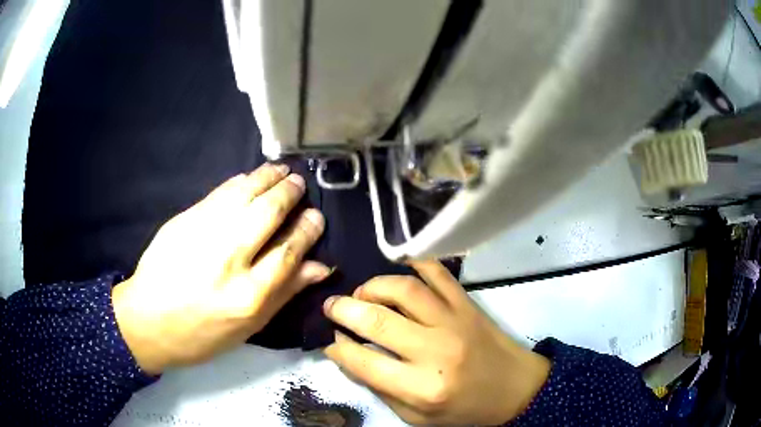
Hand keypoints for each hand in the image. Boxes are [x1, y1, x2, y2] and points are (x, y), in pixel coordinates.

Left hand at [112, 163, 329, 374]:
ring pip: (243, 195)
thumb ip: (285, 293)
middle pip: (267, 214)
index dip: (307, 229)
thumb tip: (321, 266)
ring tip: (281, 170)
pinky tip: (249, 177)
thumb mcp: (249, 327)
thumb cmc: (203, 334)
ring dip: (267, 178)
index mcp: (248, 296)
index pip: (288, 251)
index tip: (316, 216)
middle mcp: (228, 260)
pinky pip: (218, 194)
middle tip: (299, 183)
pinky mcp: (183, 221)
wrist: (148, 320)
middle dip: (289, 194)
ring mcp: (202, 235)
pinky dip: (238, 182)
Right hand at [323, 260, 550, 425]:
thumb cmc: (463, 409)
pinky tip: (398, 269)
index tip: (329, 339)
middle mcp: (436, 351)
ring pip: (404, 290)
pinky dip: (414, 263)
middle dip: (343, 310)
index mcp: (422, 388)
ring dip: (373, 286)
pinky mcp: (467, 303)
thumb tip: (346, 355)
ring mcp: (454, 321)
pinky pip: (437, 273)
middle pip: (377, 321)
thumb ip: (379, 387)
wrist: (514, 389)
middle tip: (331, 306)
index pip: (363, 362)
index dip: (338, 348)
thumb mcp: (416, 417)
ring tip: (362, 292)